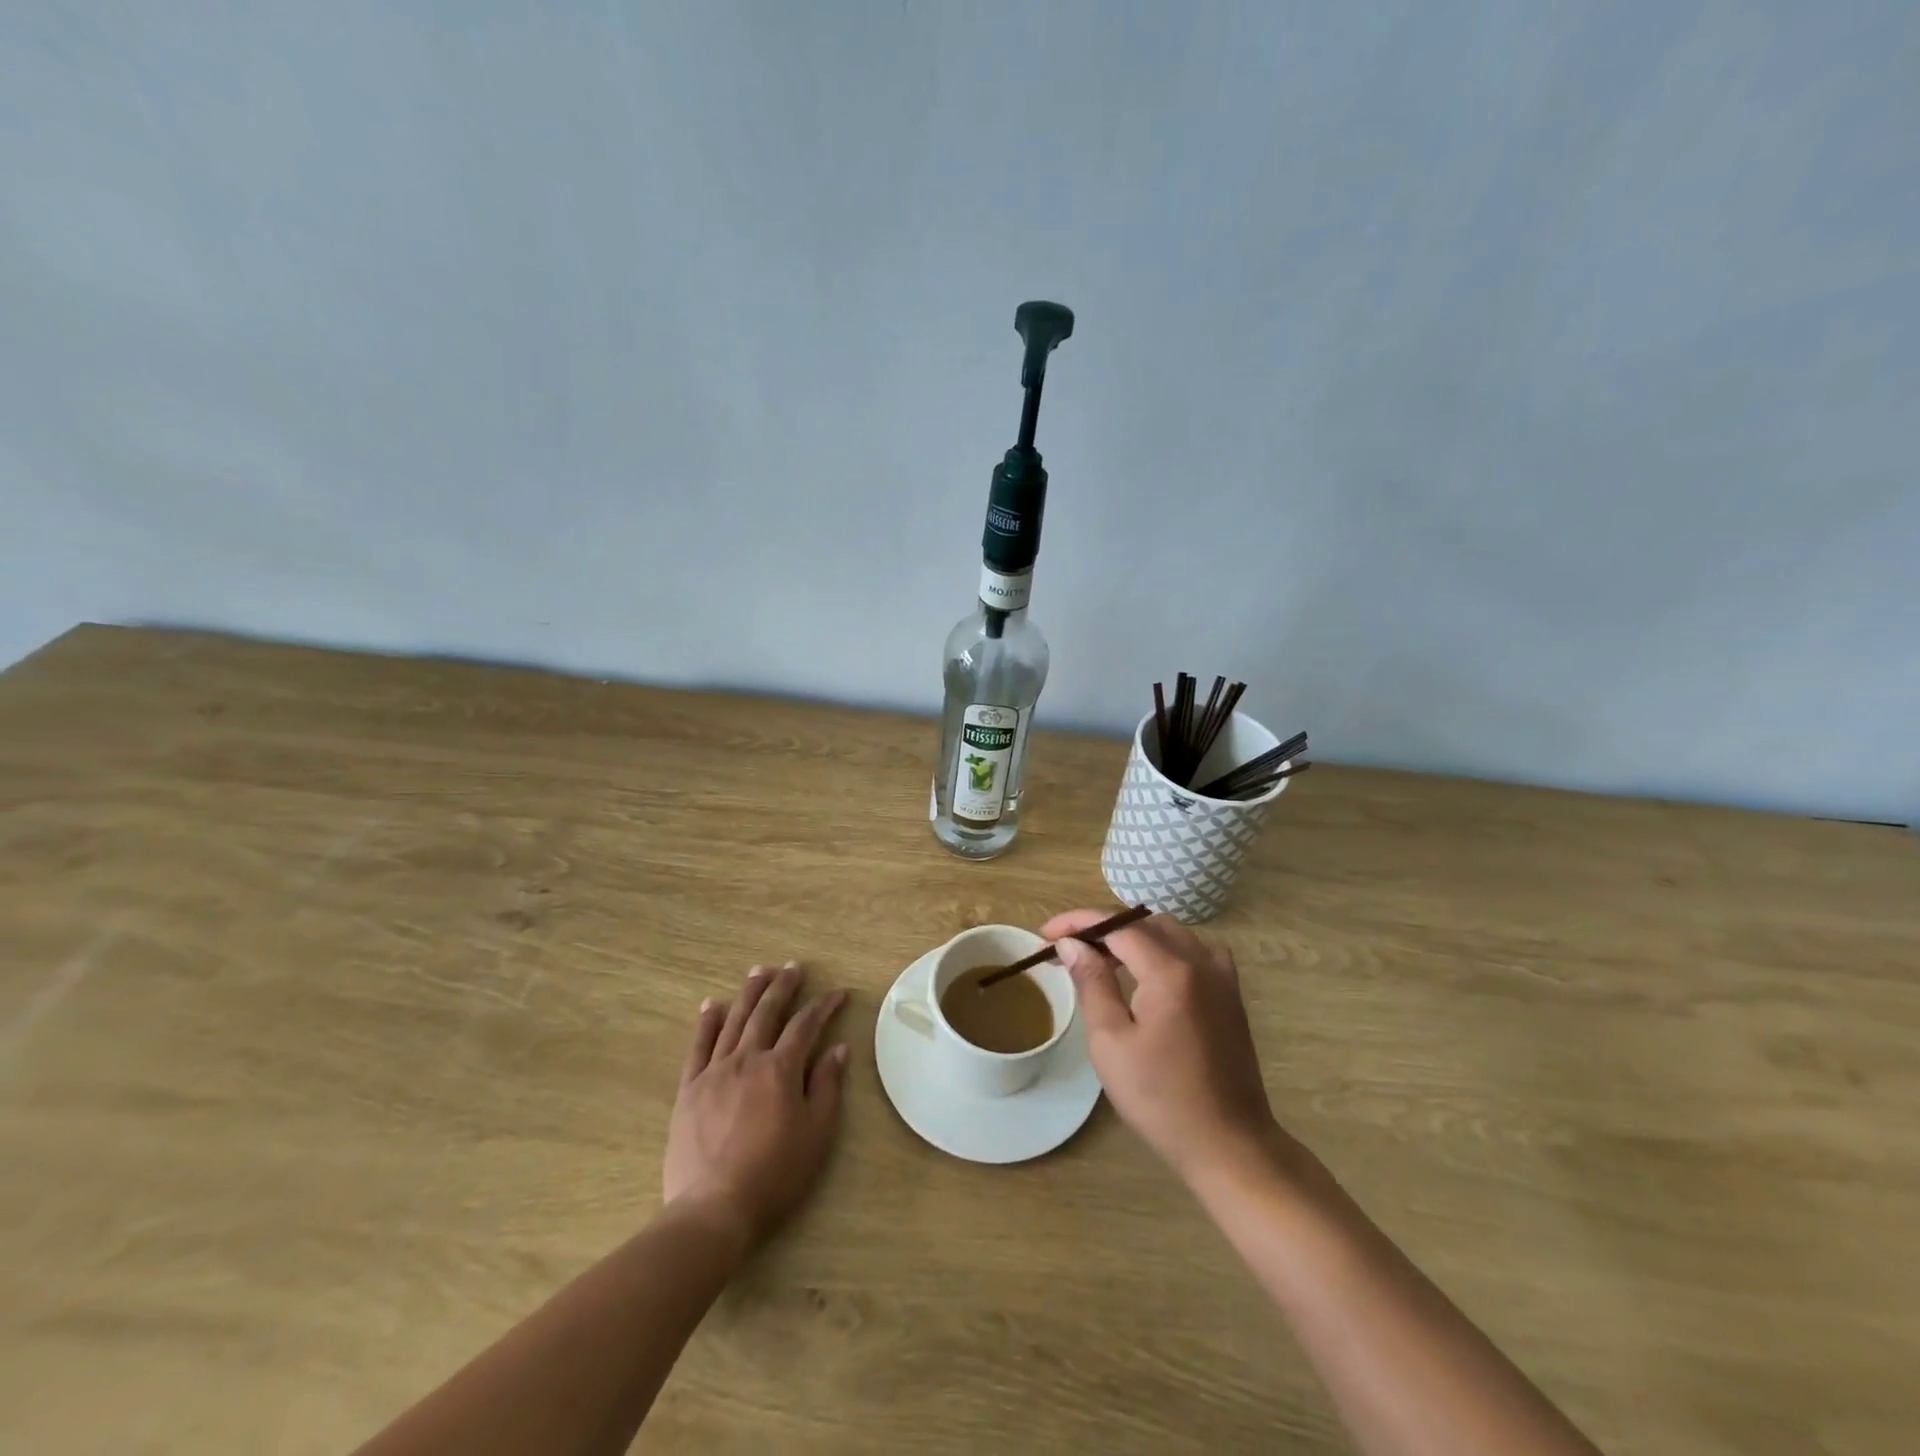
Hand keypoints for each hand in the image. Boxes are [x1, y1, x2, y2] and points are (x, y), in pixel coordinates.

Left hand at [663, 963, 848, 1250]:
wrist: (713, 1210)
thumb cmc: (774, 1175)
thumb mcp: (815, 1134)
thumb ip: (826, 1087)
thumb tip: (838, 1048)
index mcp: (781, 1069)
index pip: (806, 1025)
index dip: (824, 1005)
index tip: (838, 992)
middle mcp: (747, 1059)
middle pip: (767, 1012)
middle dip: (783, 986)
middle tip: (793, 967)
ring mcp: (714, 1072)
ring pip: (733, 1020)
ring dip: (748, 993)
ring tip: (758, 971)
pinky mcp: (689, 1089)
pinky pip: (698, 1047)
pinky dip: (706, 1022)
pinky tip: (711, 1005)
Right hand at [1043, 910, 1283, 1184]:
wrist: (1228, 1144)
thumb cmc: (1161, 1099)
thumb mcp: (1111, 1042)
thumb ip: (1092, 983)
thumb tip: (1071, 944)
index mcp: (1170, 970)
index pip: (1117, 925)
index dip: (1078, 922)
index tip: (1046, 934)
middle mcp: (1200, 961)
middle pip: (1143, 923)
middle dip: (1102, 928)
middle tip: (1068, 949)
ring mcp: (1221, 976)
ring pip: (1170, 933)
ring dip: (1132, 935)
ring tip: (1101, 958)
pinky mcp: (1231, 994)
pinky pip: (1194, 950)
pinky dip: (1164, 948)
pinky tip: (1150, 971)